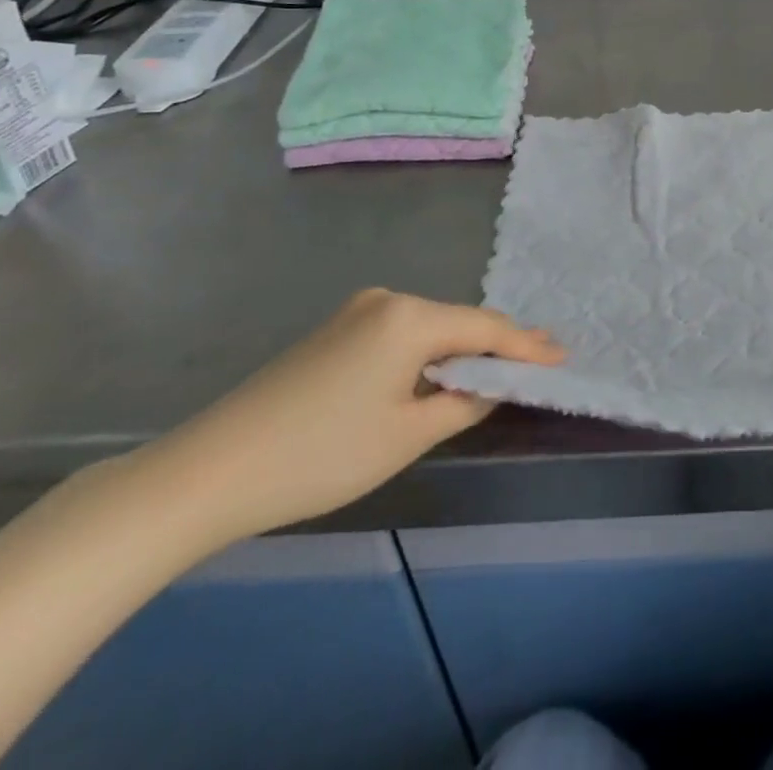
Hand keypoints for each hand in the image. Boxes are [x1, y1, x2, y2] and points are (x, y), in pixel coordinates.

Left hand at [145, 291, 564, 545]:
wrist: (209, 471)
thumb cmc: (321, 455)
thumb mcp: (406, 435)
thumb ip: (463, 402)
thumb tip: (491, 383)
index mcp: (409, 317)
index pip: (485, 328)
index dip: (526, 346)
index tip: (563, 355)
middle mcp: (388, 300)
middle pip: (459, 321)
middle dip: (500, 342)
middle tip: (542, 356)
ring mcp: (357, 312)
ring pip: (430, 327)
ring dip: (463, 348)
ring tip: (501, 364)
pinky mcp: (335, 331)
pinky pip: (401, 334)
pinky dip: (429, 352)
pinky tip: (442, 369)